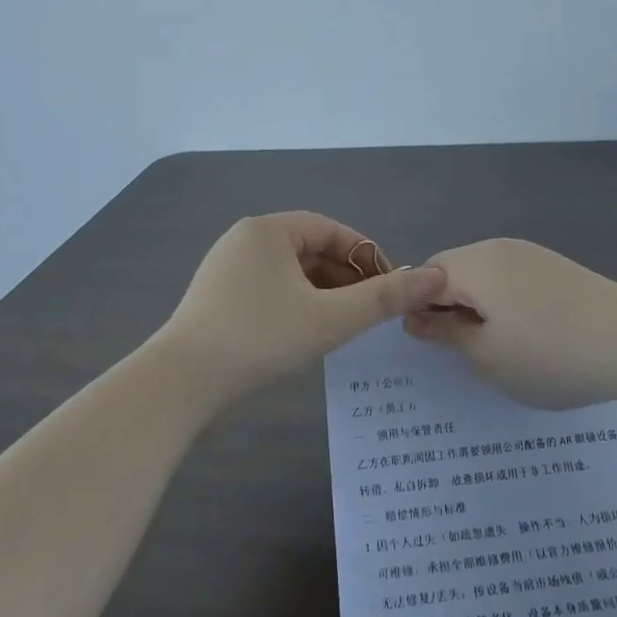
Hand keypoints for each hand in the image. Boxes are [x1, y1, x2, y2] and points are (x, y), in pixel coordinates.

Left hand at [158, 212, 447, 407]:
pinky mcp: (216, 301)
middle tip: (372, 312)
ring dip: (323, 295)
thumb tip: (436, 276)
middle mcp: (244, 241)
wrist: (180, 386)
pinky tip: (308, 337)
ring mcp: (225, 271)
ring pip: (290, 275)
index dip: (366, 256)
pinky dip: (296, 307)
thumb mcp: (331, 318)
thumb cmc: (260, 339)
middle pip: (310, 251)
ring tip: (346, 327)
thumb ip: (384, 298)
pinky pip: (269, 293)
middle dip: (346, 278)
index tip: (391, 287)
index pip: (331, 230)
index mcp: (268, 230)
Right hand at [402, 238, 616, 409]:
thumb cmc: (549, 353)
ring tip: (501, 348)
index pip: (423, 276)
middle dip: (449, 307)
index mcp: (473, 264)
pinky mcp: (557, 267)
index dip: (418, 310)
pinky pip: (514, 280)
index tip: (434, 346)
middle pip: (454, 271)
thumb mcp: (485, 355)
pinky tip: (531, 336)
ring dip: (480, 308)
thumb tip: (415, 318)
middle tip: (466, 351)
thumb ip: (444, 333)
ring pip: (485, 277)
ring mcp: (532, 254)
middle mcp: (498, 247)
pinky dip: (508, 305)